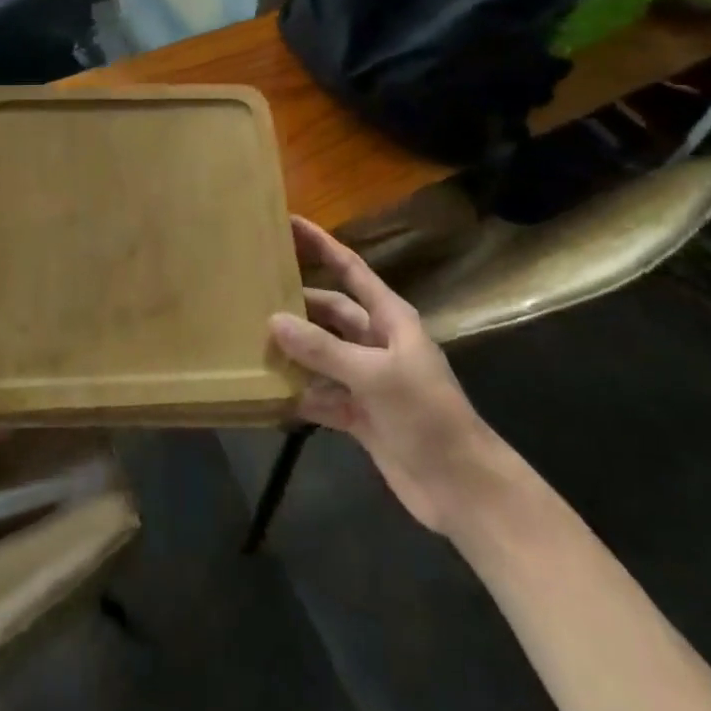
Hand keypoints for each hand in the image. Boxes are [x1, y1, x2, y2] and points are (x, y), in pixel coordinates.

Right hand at [270, 217, 510, 535]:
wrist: (461, 488)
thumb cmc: (426, 415)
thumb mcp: (375, 375)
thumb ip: (323, 349)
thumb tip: (274, 320)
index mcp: (390, 319)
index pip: (351, 270)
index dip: (322, 244)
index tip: (289, 222)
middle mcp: (376, 342)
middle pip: (330, 312)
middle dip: (297, 303)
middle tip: (252, 293)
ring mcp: (367, 380)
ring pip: (321, 354)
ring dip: (293, 350)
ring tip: (249, 339)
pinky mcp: (359, 415)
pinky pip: (321, 395)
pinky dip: (299, 394)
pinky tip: (268, 392)